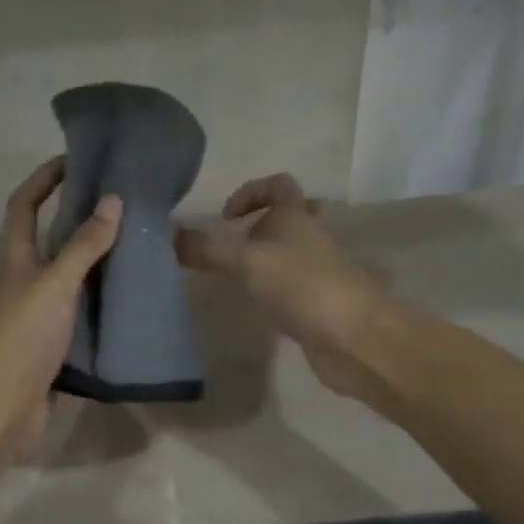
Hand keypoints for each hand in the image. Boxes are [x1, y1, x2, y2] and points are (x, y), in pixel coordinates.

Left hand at [0, 157, 123, 458]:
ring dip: (99, 264)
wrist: (3, 407)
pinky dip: (105, 304)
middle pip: (52, 241)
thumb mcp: (56, 285)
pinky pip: (85, 314)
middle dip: (81, 219)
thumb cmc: (23, 338)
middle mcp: (28, 283)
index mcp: (19, 261)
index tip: (74, 160)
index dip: (42, 180)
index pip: (24, 207)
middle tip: (124, 206)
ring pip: (73, 279)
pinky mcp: (57, 346)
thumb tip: (113, 200)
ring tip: (140, 249)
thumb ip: (84, 247)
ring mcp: (42, 316)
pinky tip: (134, 301)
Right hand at [175, 173, 386, 399]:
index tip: (225, 217)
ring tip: (234, 277)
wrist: (355, 338)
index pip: (278, 185)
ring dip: (265, 259)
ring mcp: (318, 272)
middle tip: (231, 245)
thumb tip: (168, 236)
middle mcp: (311, 238)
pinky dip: (272, 289)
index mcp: (296, 217)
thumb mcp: (246, 262)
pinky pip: (292, 286)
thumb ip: (207, 249)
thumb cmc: (303, 286)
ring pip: (290, 254)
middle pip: (288, 218)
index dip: (251, 191)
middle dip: (259, 225)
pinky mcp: (319, 304)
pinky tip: (255, 305)